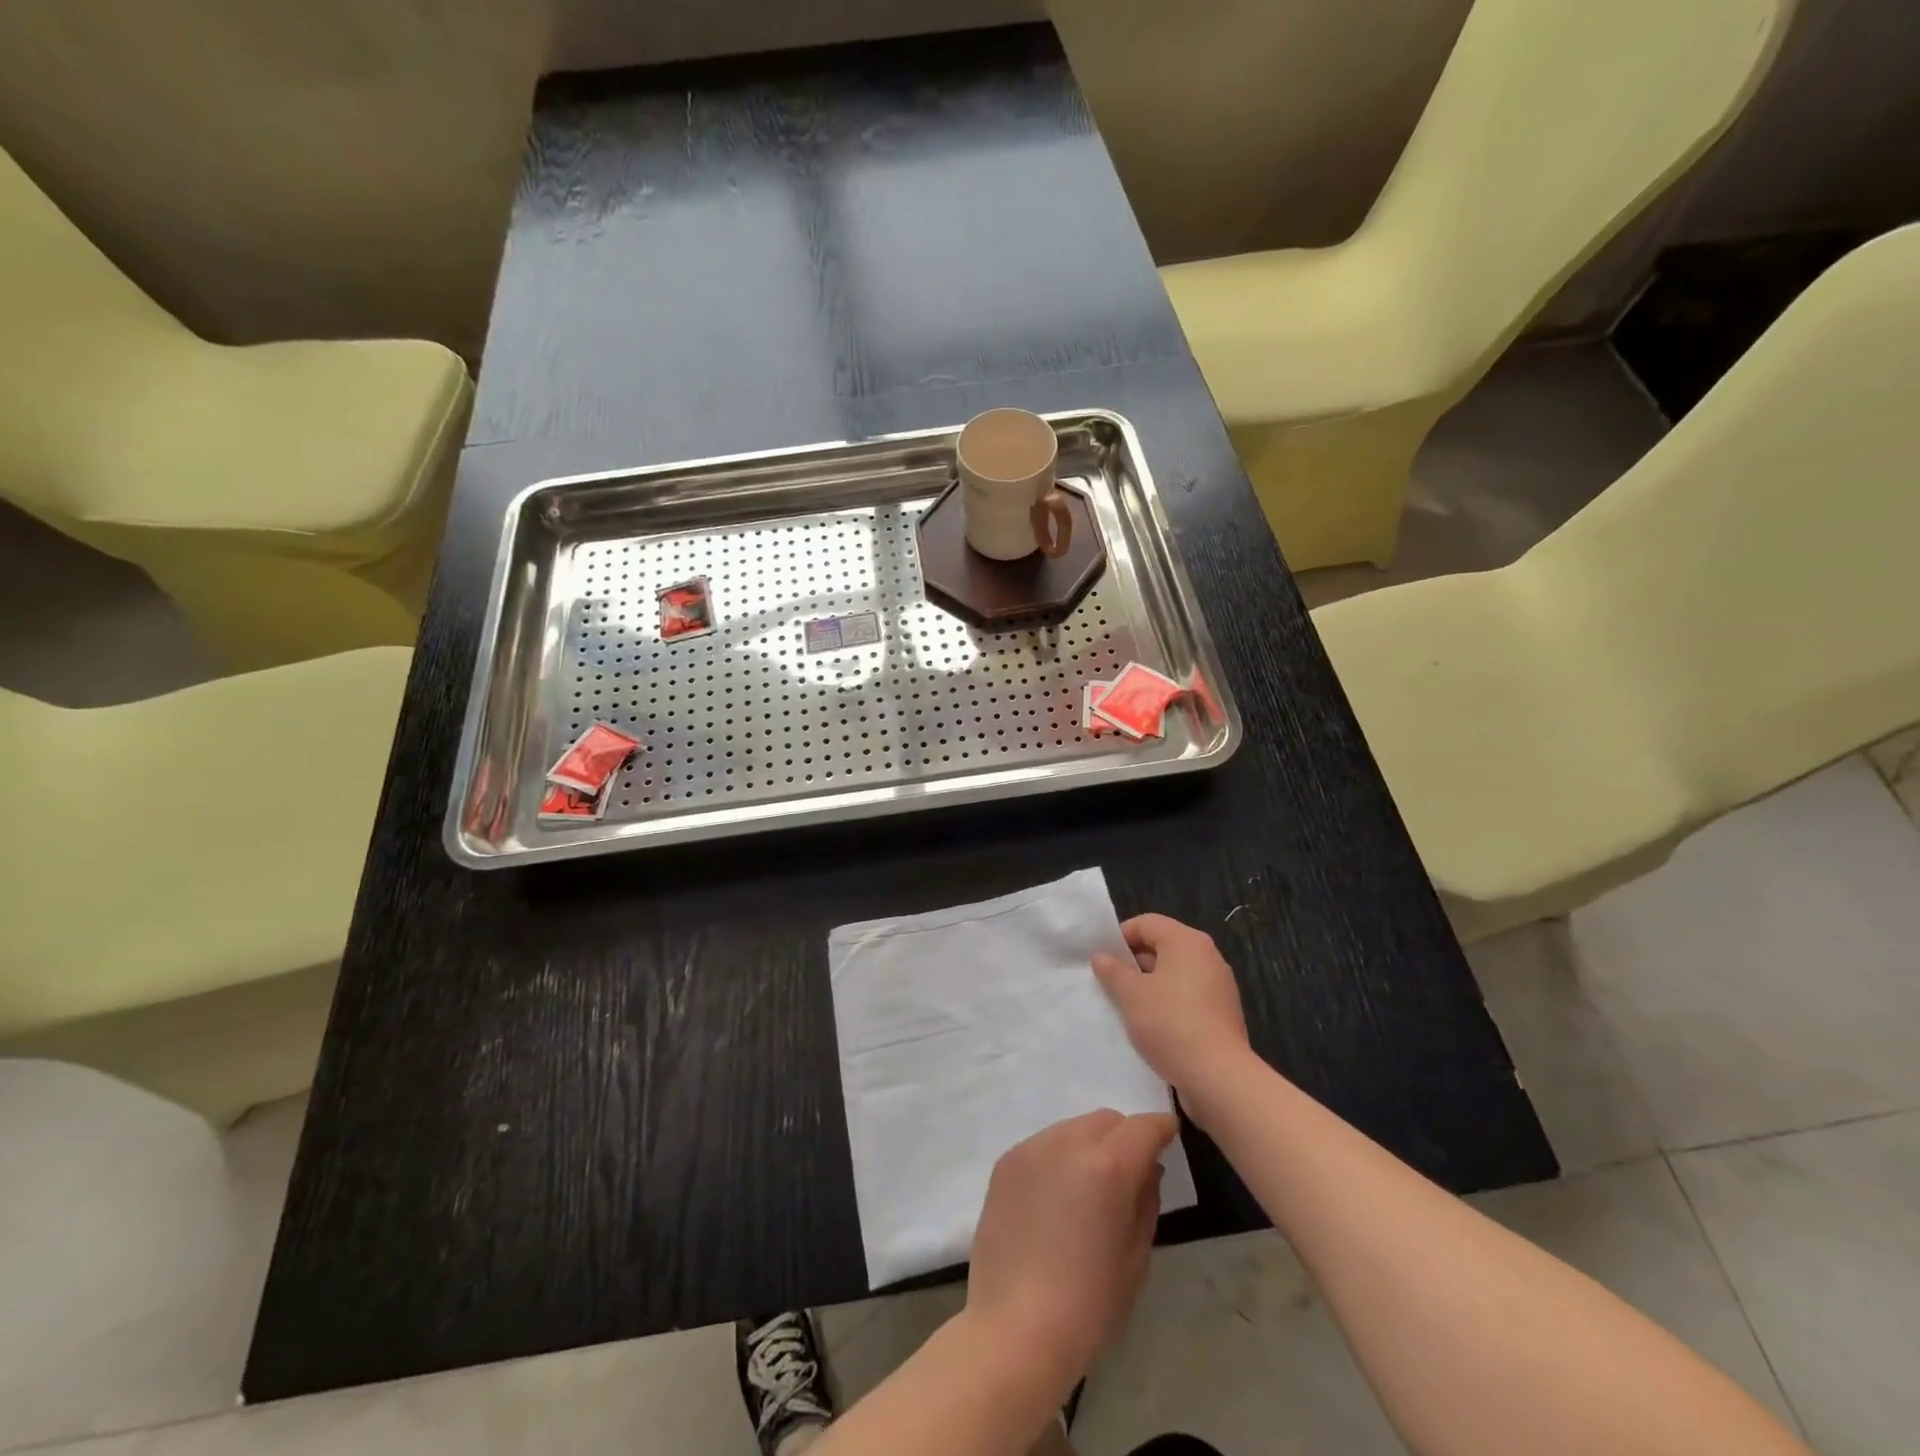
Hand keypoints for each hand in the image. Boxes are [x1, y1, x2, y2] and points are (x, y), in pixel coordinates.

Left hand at [966, 1109, 1176, 1385]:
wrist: (1015, 1328)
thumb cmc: (1088, 1304)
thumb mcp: (1136, 1257)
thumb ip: (1147, 1200)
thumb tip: (1147, 1168)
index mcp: (1107, 1166)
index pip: (1143, 1127)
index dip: (1161, 1129)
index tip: (1170, 1137)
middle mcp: (1067, 1143)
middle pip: (1106, 1120)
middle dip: (1125, 1137)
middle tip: (1131, 1173)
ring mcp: (1031, 1149)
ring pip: (1073, 1127)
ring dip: (1091, 1144)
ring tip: (1089, 1188)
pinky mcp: (1006, 1161)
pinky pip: (1044, 1144)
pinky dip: (1060, 1157)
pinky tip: (1058, 1197)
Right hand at [1092, 913, 1251, 1097]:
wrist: (1218, 1077)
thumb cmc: (1170, 1024)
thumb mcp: (1131, 995)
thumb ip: (1113, 971)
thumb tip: (1101, 956)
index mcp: (1187, 941)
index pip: (1147, 923)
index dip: (1121, 937)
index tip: (1103, 961)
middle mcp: (1208, 956)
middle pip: (1163, 946)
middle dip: (1135, 963)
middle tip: (1112, 985)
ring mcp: (1220, 985)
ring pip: (1176, 973)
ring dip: (1151, 985)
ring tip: (1129, 1007)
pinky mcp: (1224, 1012)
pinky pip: (1189, 995)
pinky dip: (1170, 1003)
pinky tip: (1154, 1025)